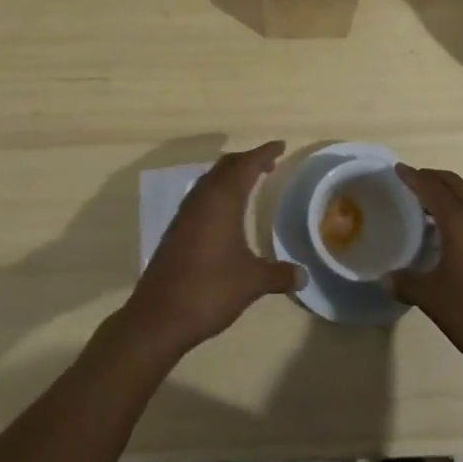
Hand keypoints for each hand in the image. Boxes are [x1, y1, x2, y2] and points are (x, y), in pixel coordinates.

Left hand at [123, 140, 300, 357]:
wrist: (159, 316)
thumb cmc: (210, 289)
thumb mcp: (252, 282)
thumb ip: (279, 274)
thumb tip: (303, 275)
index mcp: (222, 200)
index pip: (247, 165)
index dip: (264, 153)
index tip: (281, 145)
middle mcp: (203, 198)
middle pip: (226, 166)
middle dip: (248, 160)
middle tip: (269, 163)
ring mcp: (186, 213)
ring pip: (211, 179)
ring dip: (231, 175)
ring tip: (250, 182)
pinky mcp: (177, 229)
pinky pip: (201, 196)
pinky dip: (218, 192)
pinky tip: (225, 211)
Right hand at [387, 165, 462, 375]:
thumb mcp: (433, 299)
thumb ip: (407, 283)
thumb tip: (386, 278)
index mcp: (459, 221)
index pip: (432, 188)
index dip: (413, 177)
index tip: (398, 168)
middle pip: (454, 185)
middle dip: (432, 178)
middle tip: (412, 181)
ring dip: (449, 196)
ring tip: (430, 209)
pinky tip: (456, 238)